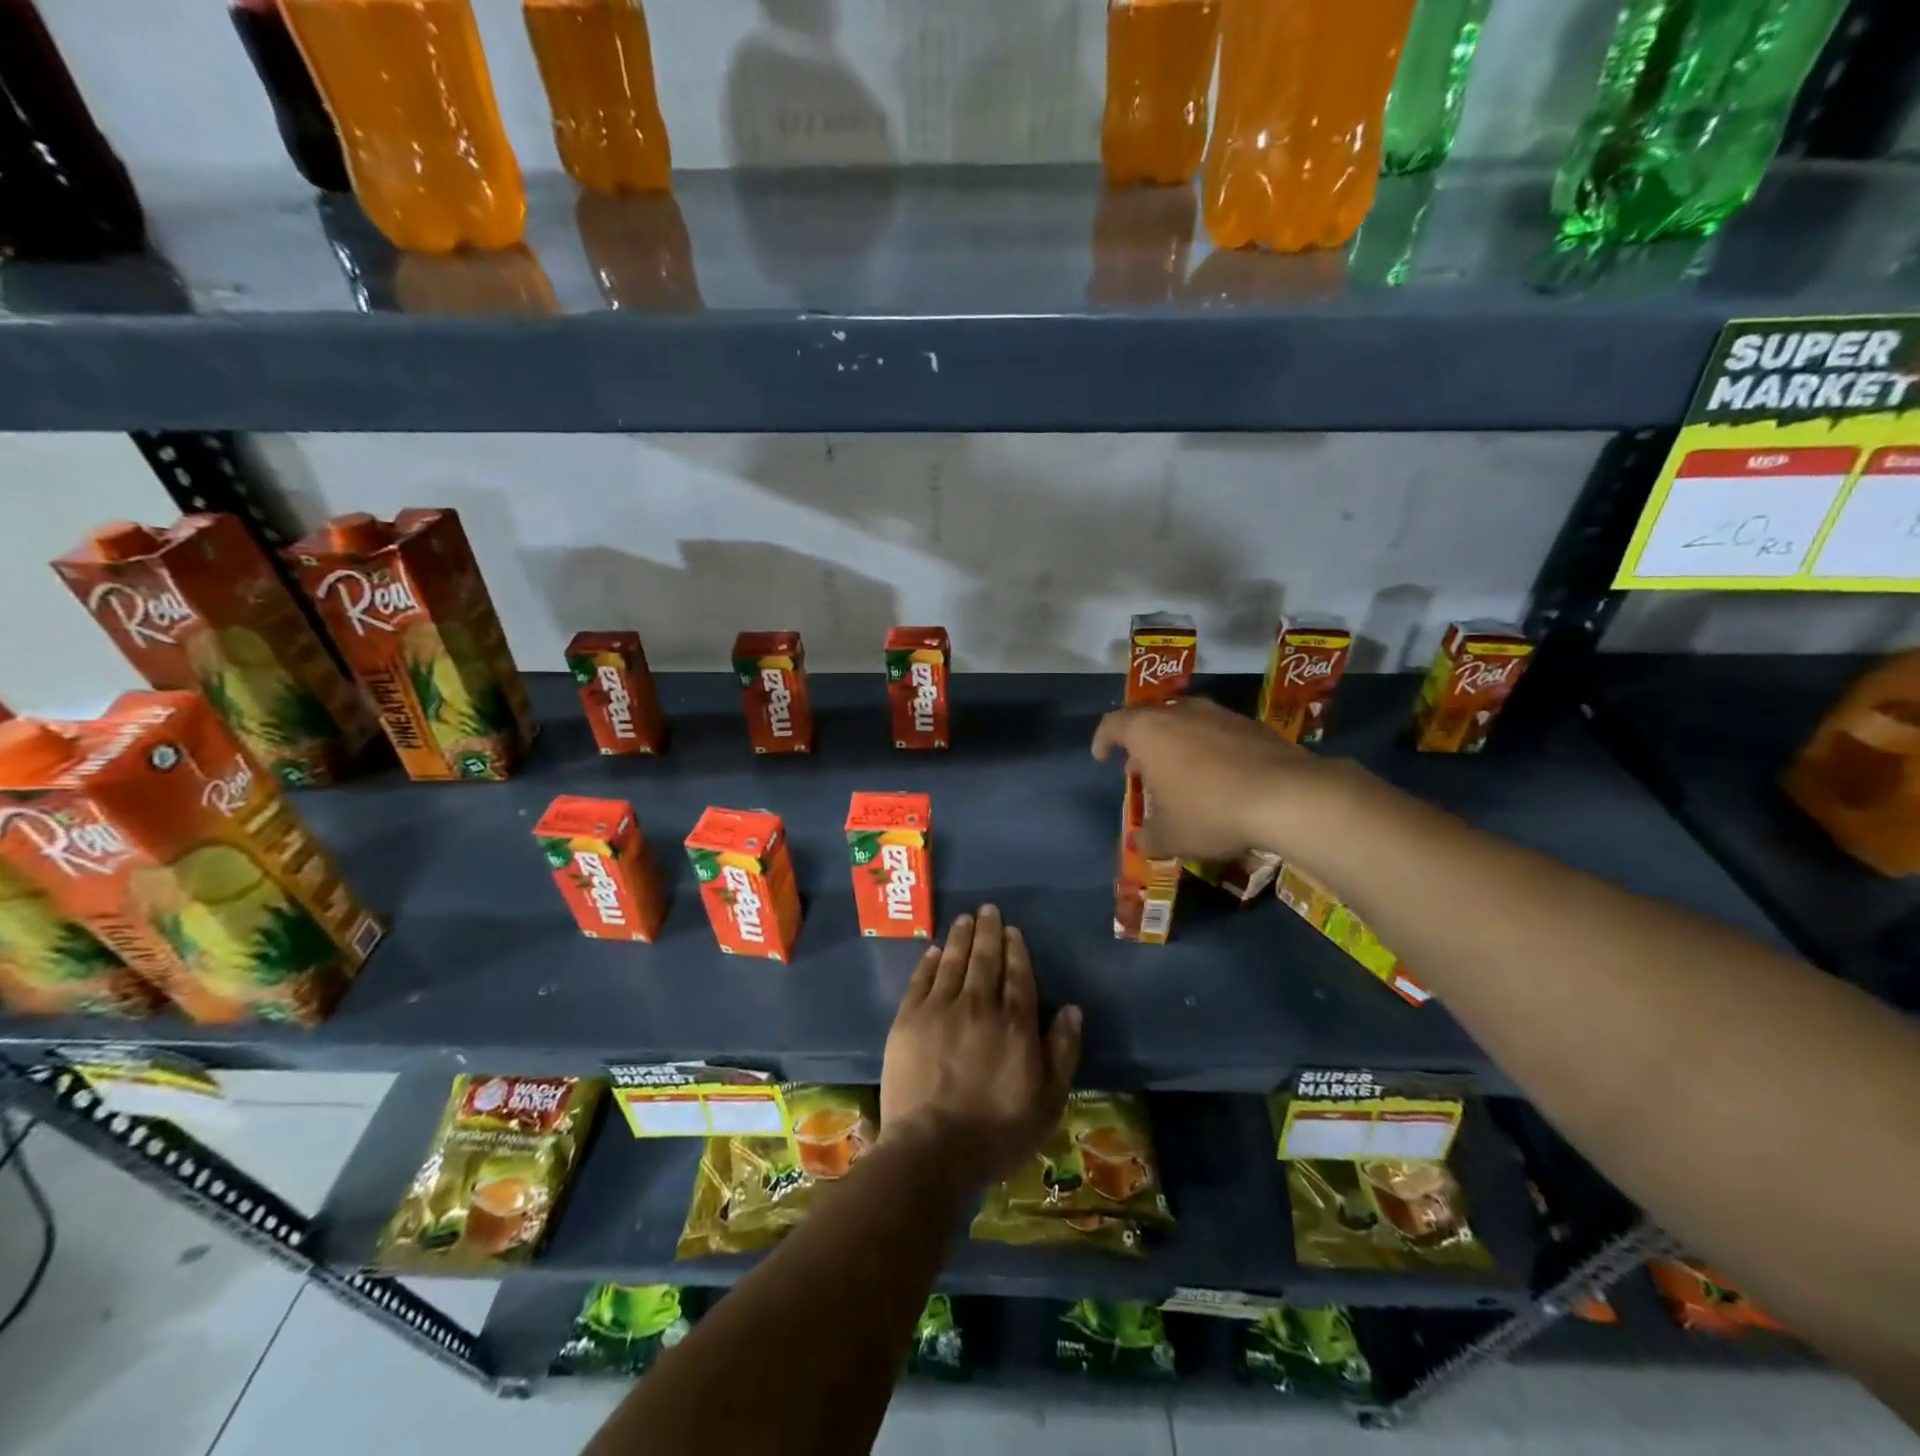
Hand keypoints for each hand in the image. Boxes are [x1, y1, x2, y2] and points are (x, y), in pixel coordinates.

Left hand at [881, 905, 1081, 1184]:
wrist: (933, 1148)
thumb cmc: (997, 1132)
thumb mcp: (1048, 1101)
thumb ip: (1062, 1051)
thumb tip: (1071, 1008)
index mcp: (1015, 1023)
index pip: (1018, 975)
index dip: (1016, 950)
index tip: (1012, 931)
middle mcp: (979, 1005)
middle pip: (985, 960)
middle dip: (988, 932)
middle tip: (988, 909)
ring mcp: (940, 1009)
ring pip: (954, 962)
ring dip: (961, 937)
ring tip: (965, 918)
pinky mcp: (909, 1019)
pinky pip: (922, 980)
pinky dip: (930, 962)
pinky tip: (935, 951)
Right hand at [1092, 697, 1340, 861]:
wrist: (1288, 796)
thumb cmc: (1210, 811)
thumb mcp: (1170, 836)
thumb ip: (1148, 837)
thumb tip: (1142, 841)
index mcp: (1149, 732)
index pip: (1113, 725)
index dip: (1102, 740)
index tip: (1102, 757)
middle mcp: (1181, 712)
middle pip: (1151, 720)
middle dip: (1142, 745)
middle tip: (1142, 771)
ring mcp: (1220, 714)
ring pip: (1187, 723)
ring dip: (1178, 745)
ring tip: (1182, 775)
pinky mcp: (1253, 725)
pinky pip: (1219, 733)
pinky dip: (1210, 750)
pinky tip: (1221, 778)